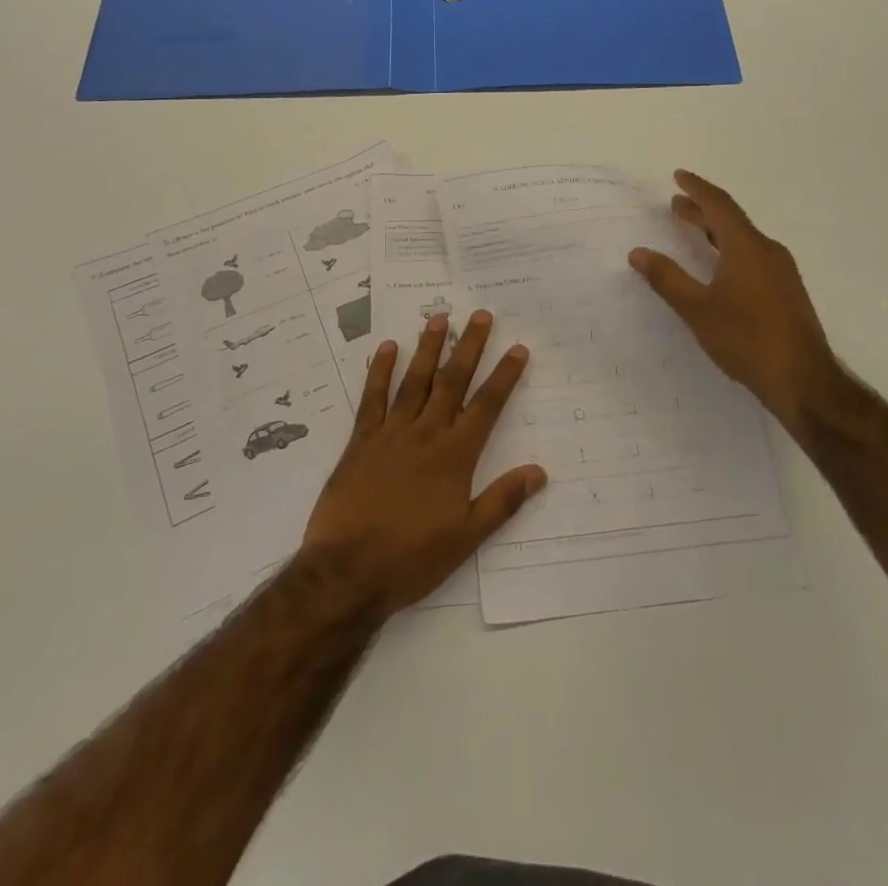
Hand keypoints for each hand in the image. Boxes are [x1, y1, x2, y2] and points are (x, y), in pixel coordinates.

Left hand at [301, 312, 545, 620]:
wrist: (348, 571)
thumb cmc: (412, 558)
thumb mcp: (466, 537)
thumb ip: (502, 500)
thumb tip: (539, 471)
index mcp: (455, 456)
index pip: (486, 406)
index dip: (504, 376)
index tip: (517, 348)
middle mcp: (426, 434)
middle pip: (452, 382)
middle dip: (469, 347)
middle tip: (480, 315)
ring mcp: (390, 433)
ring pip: (415, 381)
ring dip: (428, 348)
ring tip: (439, 318)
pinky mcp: (360, 441)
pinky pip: (372, 398)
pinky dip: (380, 371)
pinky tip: (386, 348)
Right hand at [628, 170, 844, 433]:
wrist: (802, 380)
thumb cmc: (746, 339)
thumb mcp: (697, 308)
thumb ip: (667, 278)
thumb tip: (638, 252)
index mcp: (747, 247)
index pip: (719, 205)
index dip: (697, 188)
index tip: (678, 176)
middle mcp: (768, 251)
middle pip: (731, 220)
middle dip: (703, 210)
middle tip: (677, 204)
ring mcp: (781, 272)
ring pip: (743, 240)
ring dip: (716, 231)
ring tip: (693, 230)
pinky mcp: (786, 292)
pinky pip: (753, 257)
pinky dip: (729, 250)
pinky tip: (719, 267)